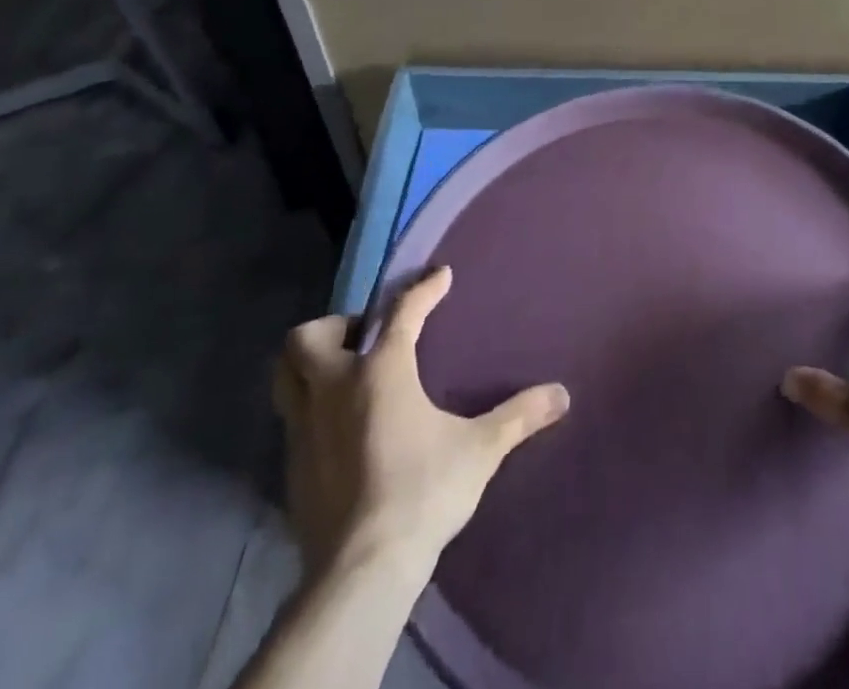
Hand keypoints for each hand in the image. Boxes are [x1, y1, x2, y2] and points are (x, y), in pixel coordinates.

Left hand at [273, 267, 569, 574]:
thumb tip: (562, 394)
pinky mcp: (292, 469)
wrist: (362, 572)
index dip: (424, 289)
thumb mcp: (480, 450)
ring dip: (308, 366)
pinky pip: (292, 421)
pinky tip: (341, 430)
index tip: (440, 277)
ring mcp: (305, 430)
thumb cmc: (423, 492)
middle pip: (309, 338)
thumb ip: (519, 416)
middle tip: (365, 338)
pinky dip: (311, 411)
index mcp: (381, 372)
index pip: (402, 311)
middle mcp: (334, 389)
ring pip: (285, 378)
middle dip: (334, 327)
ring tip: (343, 374)